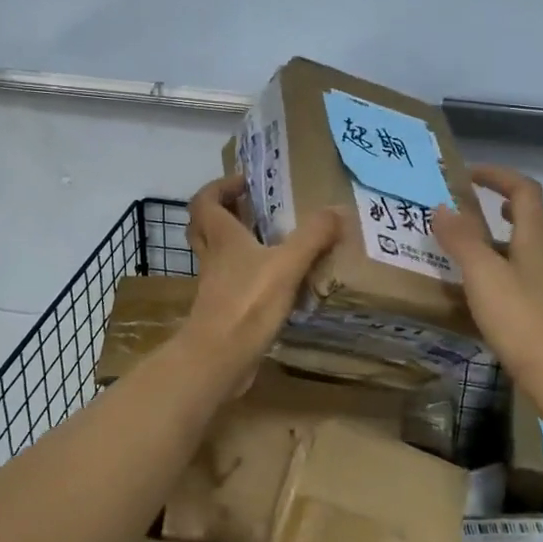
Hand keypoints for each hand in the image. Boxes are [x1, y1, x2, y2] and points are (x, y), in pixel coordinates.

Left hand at [181, 174, 340, 386]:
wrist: (219, 358)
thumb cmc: (248, 303)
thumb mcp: (288, 264)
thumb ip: (313, 236)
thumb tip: (338, 210)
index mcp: (222, 238)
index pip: (205, 201)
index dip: (220, 187)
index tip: (245, 183)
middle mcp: (212, 257)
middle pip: (204, 226)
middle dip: (225, 213)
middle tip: (252, 209)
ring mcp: (214, 286)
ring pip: (217, 255)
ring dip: (237, 245)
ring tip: (271, 243)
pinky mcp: (222, 310)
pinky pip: (231, 283)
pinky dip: (248, 276)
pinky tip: (276, 283)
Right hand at [431, 166, 542, 383]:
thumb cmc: (520, 316)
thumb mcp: (482, 273)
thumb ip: (461, 238)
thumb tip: (442, 207)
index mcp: (537, 237)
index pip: (525, 190)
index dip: (499, 176)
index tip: (469, 175)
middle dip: (522, 208)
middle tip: (496, 210)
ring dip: (519, 238)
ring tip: (487, 247)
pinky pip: (535, 275)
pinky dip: (516, 269)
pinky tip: (493, 286)